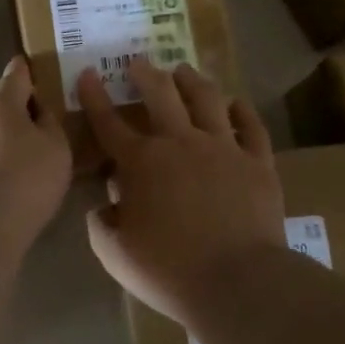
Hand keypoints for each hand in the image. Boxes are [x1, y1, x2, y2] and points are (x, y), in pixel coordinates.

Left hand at [0, 55, 72, 252]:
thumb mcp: (56, 146)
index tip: (28, 62)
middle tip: (42, 121)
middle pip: (1, 106)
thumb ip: (50, 123)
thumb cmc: (27, 178)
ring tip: (30, 157)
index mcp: (2, 103)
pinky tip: (11, 183)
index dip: (25, 69)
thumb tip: (38, 112)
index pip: (15, 76)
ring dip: (7, 140)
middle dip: (19, 110)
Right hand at [76, 57, 283, 325]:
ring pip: (207, 99)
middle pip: (160, 94)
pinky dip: (241, 110)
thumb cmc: (168, 270)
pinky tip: (235, 103)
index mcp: (140, 162)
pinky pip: (250, 126)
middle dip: (145, 73)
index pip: (109, 122)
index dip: (94, 96)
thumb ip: (101, 224)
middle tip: (138, 62)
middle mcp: (180, 142)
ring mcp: (223, 148)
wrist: (237, 282)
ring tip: (183, 71)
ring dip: (191, 80)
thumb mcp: (115, 253)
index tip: (87, 74)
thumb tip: (104, 206)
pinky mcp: (257, 162)